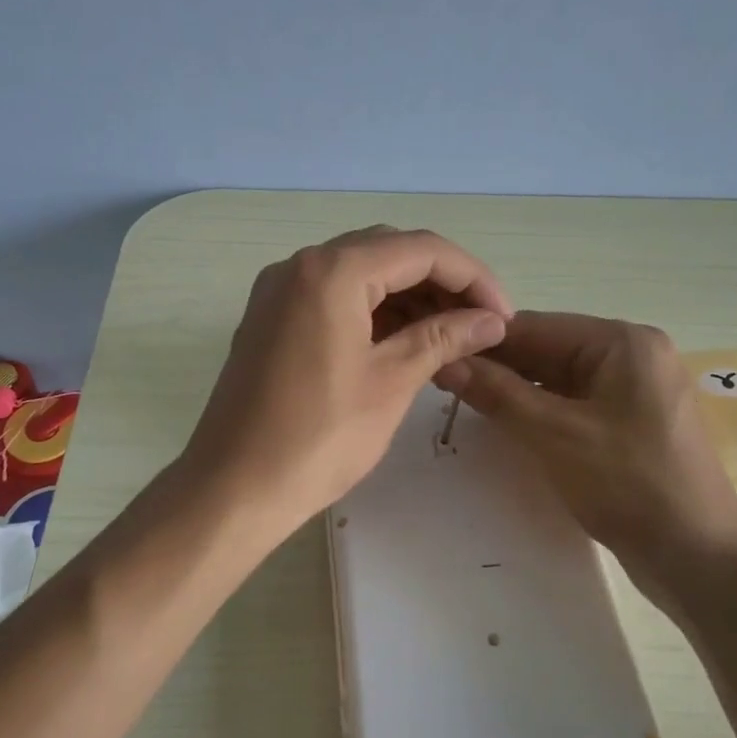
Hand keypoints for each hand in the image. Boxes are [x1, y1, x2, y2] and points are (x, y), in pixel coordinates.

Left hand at [183, 226, 512, 532]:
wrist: (233, 487)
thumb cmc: (319, 437)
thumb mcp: (391, 382)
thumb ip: (443, 338)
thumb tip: (490, 320)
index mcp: (331, 271)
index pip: (420, 250)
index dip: (472, 277)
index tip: (503, 315)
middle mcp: (299, 266)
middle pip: (388, 253)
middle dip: (441, 283)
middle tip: (479, 325)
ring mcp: (278, 292)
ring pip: (359, 275)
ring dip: (407, 298)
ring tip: (449, 337)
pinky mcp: (270, 320)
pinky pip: (332, 298)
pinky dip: (372, 312)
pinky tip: (403, 342)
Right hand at [435, 312, 736, 582]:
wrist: (698, 558)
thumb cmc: (629, 484)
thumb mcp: (554, 434)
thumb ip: (498, 393)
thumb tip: (444, 361)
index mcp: (622, 342)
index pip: (536, 326)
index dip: (482, 341)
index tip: (435, 355)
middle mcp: (632, 354)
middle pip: (547, 349)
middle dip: (498, 366)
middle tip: (442, 384)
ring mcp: (635, 390)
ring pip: (558, 378)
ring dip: (515, 390)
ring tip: (465, 403)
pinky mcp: (630, 422)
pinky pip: (574, 403)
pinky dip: (540, 411)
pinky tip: (506, 423)